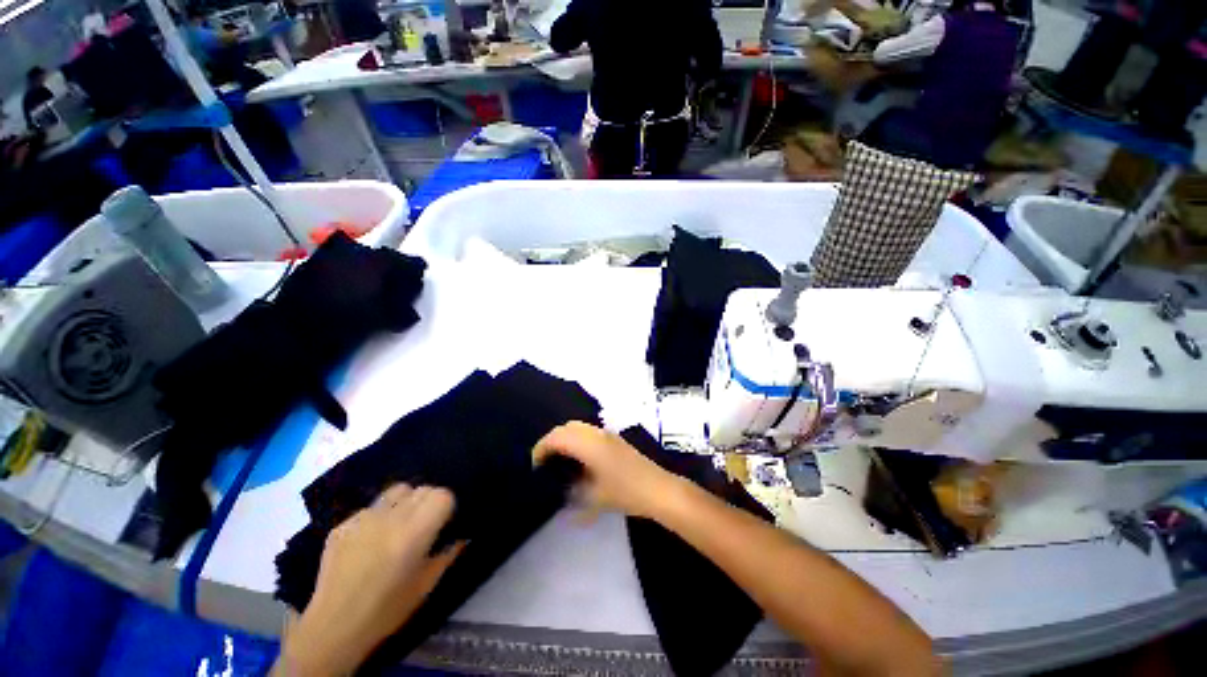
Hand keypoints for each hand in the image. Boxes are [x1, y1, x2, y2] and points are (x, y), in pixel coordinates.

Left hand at [276, 485, 462, 675]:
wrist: (332, 629)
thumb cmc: (387, 610)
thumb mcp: (426, 585)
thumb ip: (448, 554)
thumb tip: (463, 535)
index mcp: (414, 533)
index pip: (441, 494)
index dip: (445, 506)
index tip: (442, 523)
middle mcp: (390, 518)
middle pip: (421, 488)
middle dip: (428, 502)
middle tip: (423, 525)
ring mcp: (363, 518)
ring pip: (396, 491)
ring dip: (405, 502)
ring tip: (398, 526)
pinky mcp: (343, 524)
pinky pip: (370, 508)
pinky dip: (378, 518)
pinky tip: (370, 543)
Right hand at [532, 421, 678, 519]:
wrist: (657, 488)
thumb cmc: (624, 492)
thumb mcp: (593, 498)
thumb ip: (572, 493)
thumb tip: (560, 492)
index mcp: (588, 444)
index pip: (557, 437)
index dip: (541, 448)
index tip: (535, 467)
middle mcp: (596, 433)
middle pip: (566, 427)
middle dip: (552, 441)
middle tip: (545, 462)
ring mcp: (607, 434)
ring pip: (578, 427)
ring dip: (565, 439)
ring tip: (560, 462)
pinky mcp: (614, 439)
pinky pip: (589, 432)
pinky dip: (577, 439)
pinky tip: (579, 460)